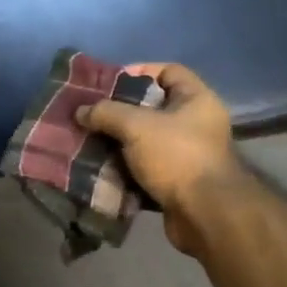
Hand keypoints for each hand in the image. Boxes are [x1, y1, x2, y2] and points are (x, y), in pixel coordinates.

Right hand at [75, 63, 246, 254]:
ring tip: (88, 143)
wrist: (205, 215)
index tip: (109, 83)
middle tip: (90, 115)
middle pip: (152, 109)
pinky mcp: (177, 185)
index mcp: (196, 100)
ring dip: (118, 145)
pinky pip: (145, 171)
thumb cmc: (177, 157)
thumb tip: (80, 111)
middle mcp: (196, 125)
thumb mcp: (137, 126)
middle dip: (119, 113)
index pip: (168, 71)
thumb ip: (106, 113)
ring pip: (146, 143)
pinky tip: (100, 171)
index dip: (139, 72)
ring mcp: (188, 157)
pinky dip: (125, 172)